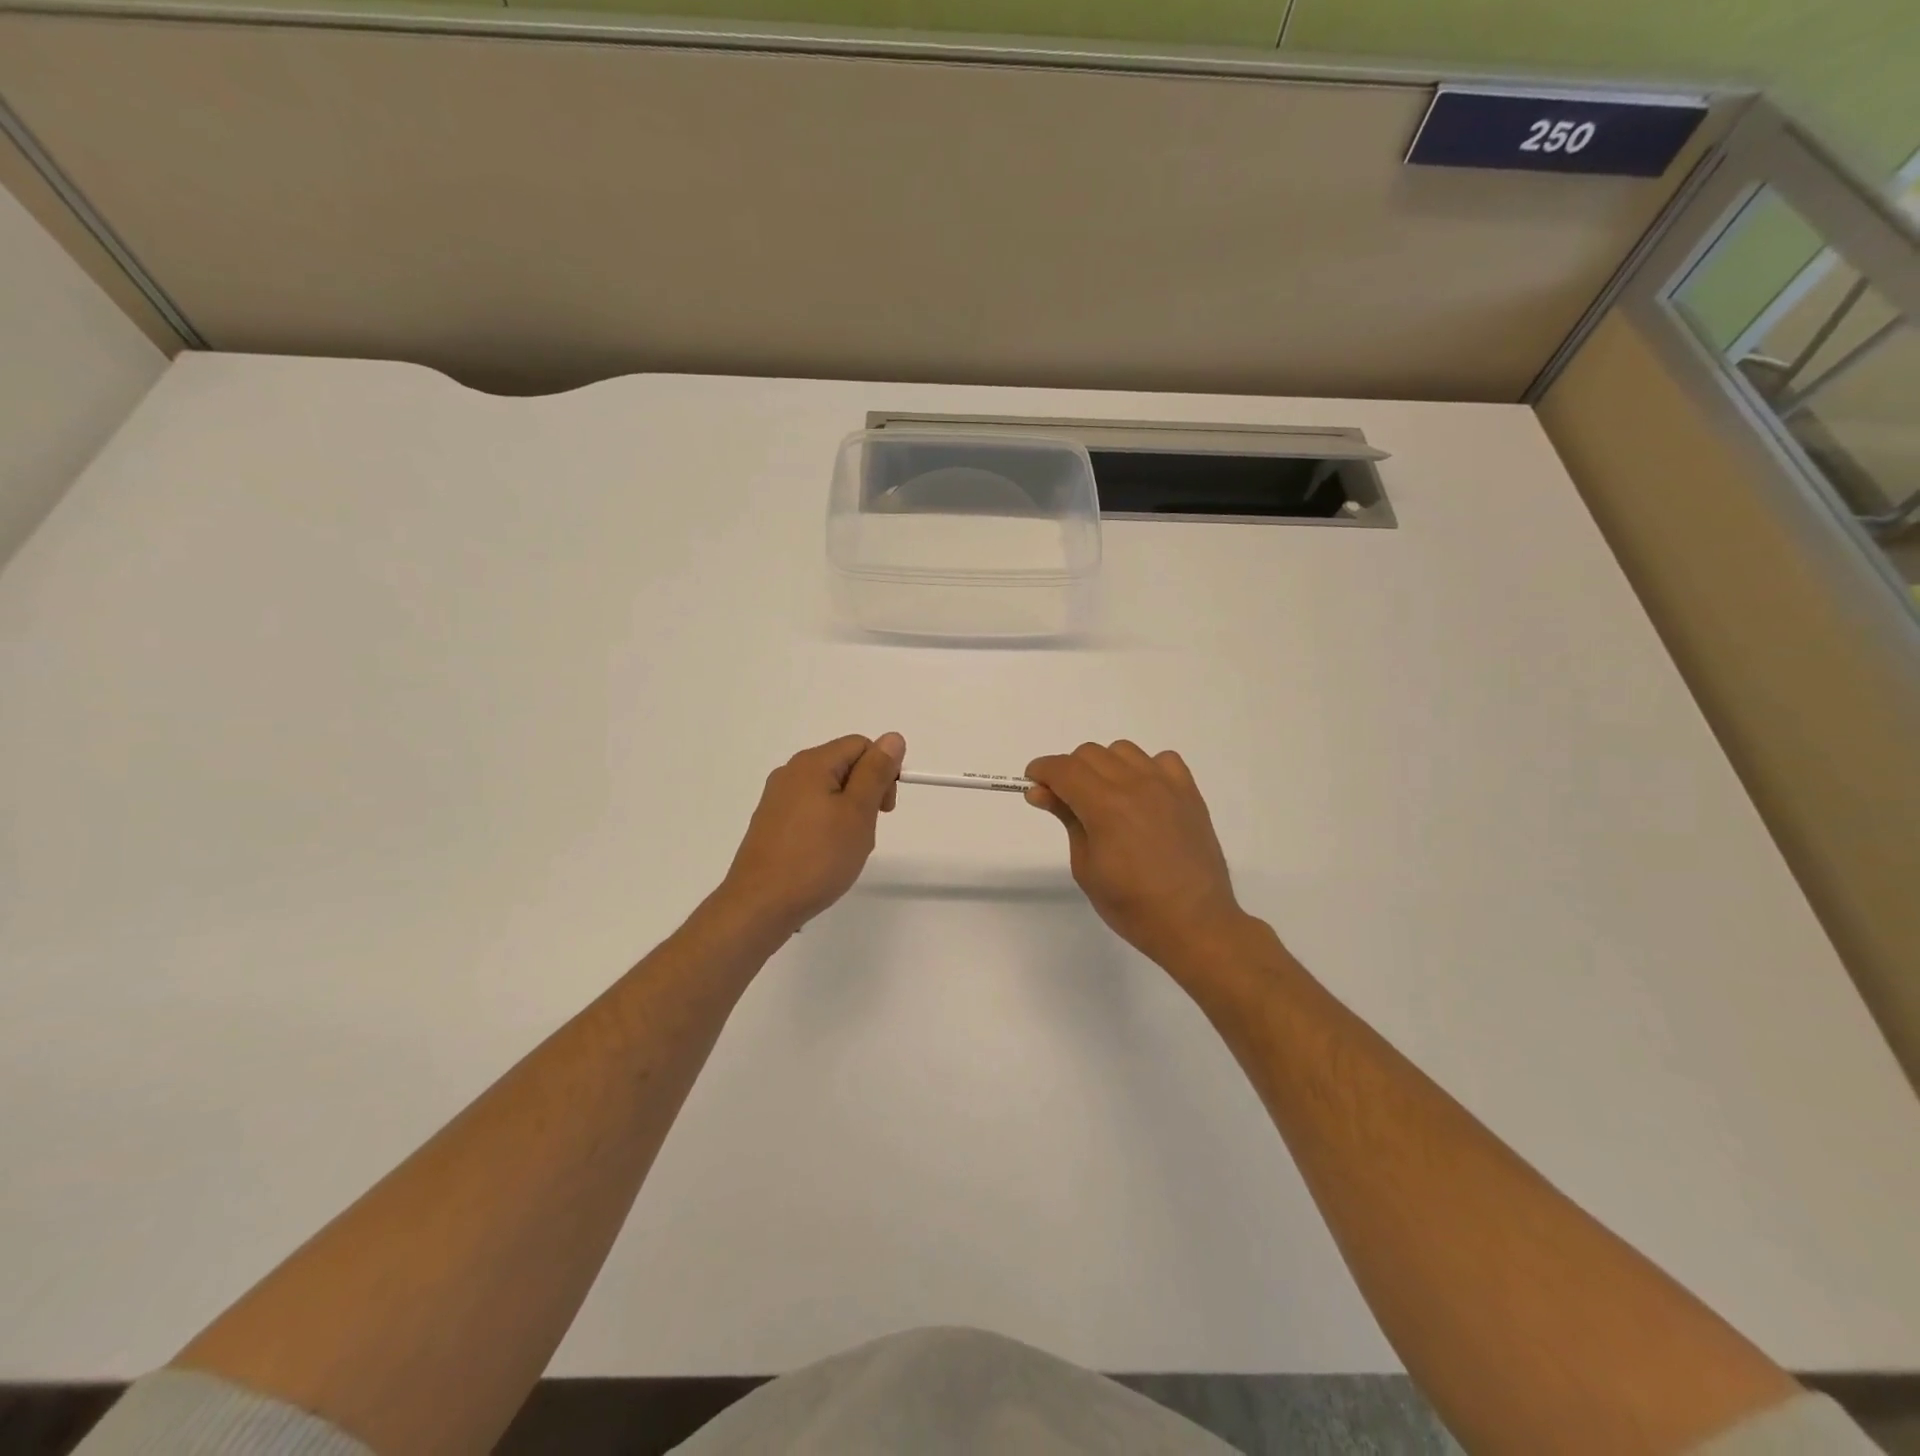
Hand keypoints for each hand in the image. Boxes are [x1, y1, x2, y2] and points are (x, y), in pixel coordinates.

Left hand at [718, 733, 904, 935]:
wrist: (761, 905)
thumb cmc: (817, 857)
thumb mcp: (858, 812)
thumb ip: (876, 772)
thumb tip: (892, 738)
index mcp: (812, 763)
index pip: (861, 746)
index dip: (882, 771)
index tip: (885, 809)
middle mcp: (790, 773)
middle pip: (844, 767)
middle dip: (866, 794)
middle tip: (867, 831)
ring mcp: (777, 799)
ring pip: (829, 793)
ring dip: (848, 815)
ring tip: (846, 849)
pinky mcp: (771, 824)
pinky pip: (810, 812)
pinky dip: (827, 828)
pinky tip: (825, 857)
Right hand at [1025, 741, 1247, 969]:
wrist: (1194, 922)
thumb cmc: (1132, 905)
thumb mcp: (1086, 866)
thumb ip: (1066, 819)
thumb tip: (1040, 791)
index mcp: (1105, 805)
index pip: (1063, 768)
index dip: (1041, 771)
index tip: (1034, 785)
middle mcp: (1135, 784)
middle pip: (1090, 754)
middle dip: (1069, 771)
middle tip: (1067, 802)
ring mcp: (1166, 785)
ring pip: (1123, 750)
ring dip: (1105, 766)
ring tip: (1106, 798)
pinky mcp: (1189, 793)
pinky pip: (1162, 760)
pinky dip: (1145, 769)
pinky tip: (1143, 795)